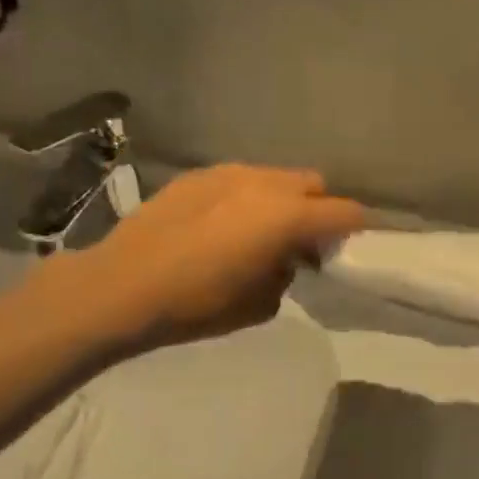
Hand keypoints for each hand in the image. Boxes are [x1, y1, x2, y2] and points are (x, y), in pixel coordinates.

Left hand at [71, 164, 364, 351]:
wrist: (121, 286)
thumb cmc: (197, 304)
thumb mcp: (259, 304)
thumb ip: (286, 274)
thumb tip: (284, 259)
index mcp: (287, 217)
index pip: (344, 212)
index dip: (356, 228)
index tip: (351, 245)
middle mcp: (264, 184)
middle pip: (313, 184)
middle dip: (317, 209)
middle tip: (302, 241)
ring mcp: (228, 174)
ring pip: (274, 178)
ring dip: (280, 201)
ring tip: (258, 231)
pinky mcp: (197, 175)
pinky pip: (239, 180)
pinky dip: (245, 198)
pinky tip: (219, 226)